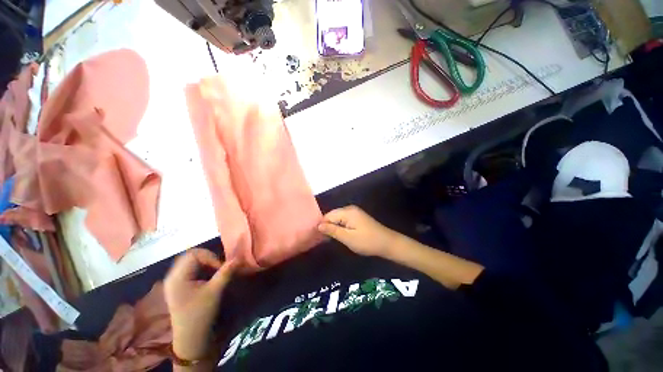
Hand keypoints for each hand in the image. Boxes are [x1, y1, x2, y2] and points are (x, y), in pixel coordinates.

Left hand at [164, 248, 235, 360]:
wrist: (190, 339)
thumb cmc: (200, 315)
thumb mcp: (215, 292)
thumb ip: (226, 272)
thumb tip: (238, 258)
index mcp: (178, 277)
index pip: (194, 254)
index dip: (210, 256)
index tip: (220, 268)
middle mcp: (172, 276)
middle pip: (191, 256)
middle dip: (208, 258)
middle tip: (218, 268)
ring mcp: (174, 281)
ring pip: (191, 262)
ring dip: (206, 264)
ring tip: (215, 273)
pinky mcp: (178, 286)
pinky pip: (190, 269)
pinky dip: (202, 269)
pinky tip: (208, 278)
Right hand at [318, 205, 399, 257]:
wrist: (387, 243)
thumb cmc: (367, 241)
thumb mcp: (348, 237)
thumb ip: (332, 230)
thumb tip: (318, 225)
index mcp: (347, 212)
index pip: (328, 215)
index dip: (322, 225)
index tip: (320, 237)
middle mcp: (350, 209)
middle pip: (333, 215)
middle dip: (328, 226)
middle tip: (326, 239)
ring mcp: (355, 212)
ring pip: (338, 218)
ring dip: (334, 227)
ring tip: (332, 238)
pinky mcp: (358, 217)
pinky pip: (344, 220)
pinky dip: (341, 227)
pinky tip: (341, 235)